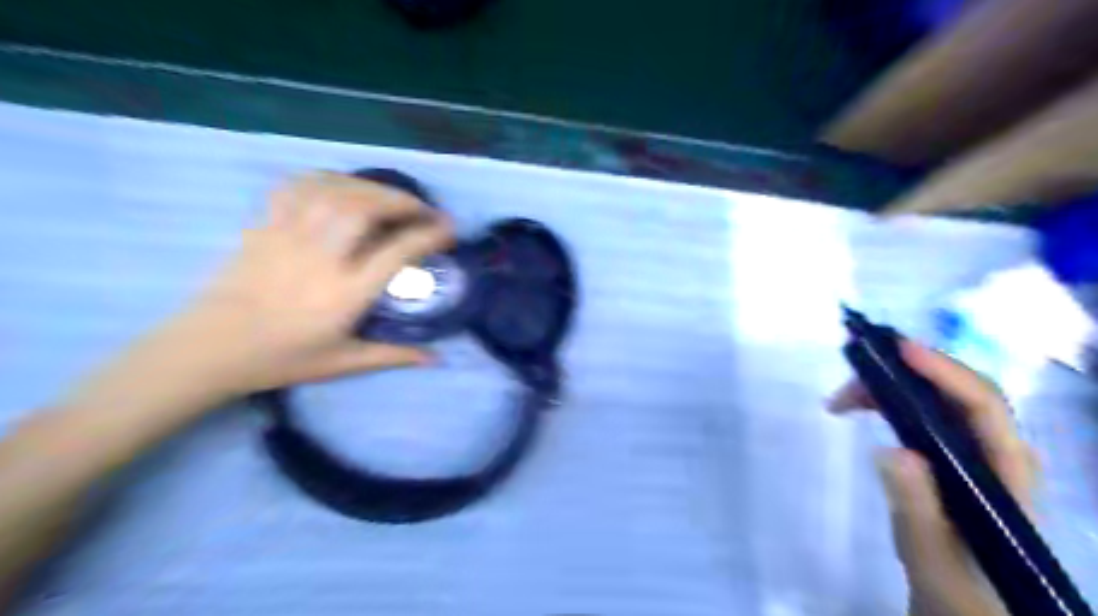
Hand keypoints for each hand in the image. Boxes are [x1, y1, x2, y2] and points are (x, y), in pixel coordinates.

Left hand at [155, 170, 450, 394]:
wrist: (207, 349)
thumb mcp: (343, 364)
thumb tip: (438, 359)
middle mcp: (320, 258)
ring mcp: (288, 236)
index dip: (429, 235)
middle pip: (366, 209)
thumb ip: (394, 356)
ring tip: (389, 197)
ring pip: (335, 192)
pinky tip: (343, 186)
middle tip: (423, 209)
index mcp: (344, 294)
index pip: (397, 252)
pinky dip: (327, 178)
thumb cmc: (281, 359)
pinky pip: (297, 187)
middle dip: (403, 201)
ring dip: (371, 187)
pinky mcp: (264, 226)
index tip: (448, 230)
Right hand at [834, 343, 1040, 615]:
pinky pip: (925, 415)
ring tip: (843, 399)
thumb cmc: (959, 589)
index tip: (897, 350)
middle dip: (904, 374)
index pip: (983, 405)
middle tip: (849, 379)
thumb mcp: (934, 558)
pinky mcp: (953, 461)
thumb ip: (917, 507)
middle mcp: (997, 455)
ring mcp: (975, 456)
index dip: (943, 370)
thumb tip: (892, 450)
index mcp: (1007, 474)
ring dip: (891, 388)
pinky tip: (864, 409)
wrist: (966, 609)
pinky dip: (891, 403)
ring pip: (937, 401)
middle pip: (957, 393)